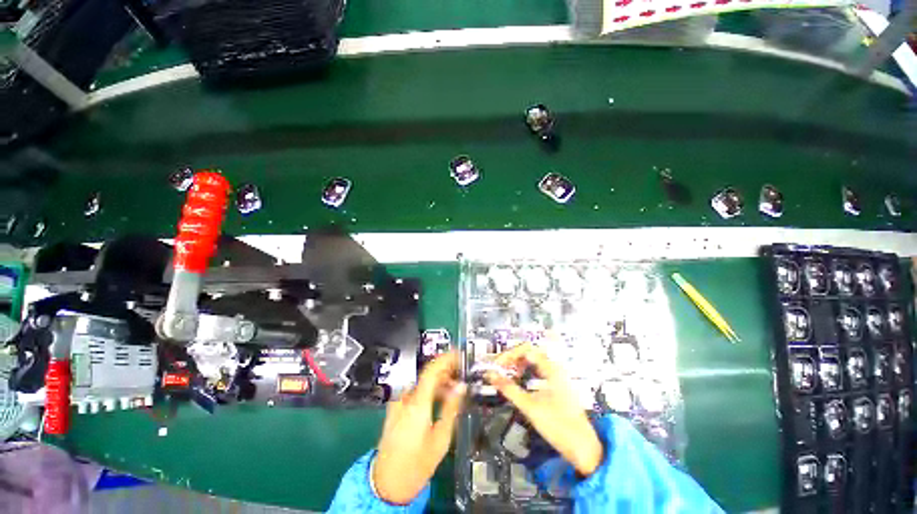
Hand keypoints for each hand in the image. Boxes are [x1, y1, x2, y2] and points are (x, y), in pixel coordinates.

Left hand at [372, 352, 465, 504]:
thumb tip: (461, 386)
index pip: (431, 370)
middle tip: (462, 375)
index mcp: (416, 404)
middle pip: (427, 374)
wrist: (387, 482)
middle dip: (446, 371)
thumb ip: (451, 408)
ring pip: (422, 382)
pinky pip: (416, 390)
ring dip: (439, 381)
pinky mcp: (396, 407)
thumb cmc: (416, 464)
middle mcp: (405, 398)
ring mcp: (398, 402)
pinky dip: (430, 390)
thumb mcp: (440, 439)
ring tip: (455, 389)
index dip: (446, 358)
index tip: (460, 354)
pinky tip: (440, 398)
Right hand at [488, 343, 603, 476]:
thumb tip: (491, 375)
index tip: (497, 365)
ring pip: (534, 361)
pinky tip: (520, 380)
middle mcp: (555, 368)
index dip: (509, 354)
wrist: (583, 448)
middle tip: (500, 368)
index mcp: (552, 368)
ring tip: (507, 373)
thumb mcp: (530, 407)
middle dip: (513, 358)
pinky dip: (526, 371)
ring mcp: (558, 376)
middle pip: (530, 352)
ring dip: (519, 364)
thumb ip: (509, 389)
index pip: (526, 349)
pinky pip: (538, 370)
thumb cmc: (558, 425)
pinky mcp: (557, 385)